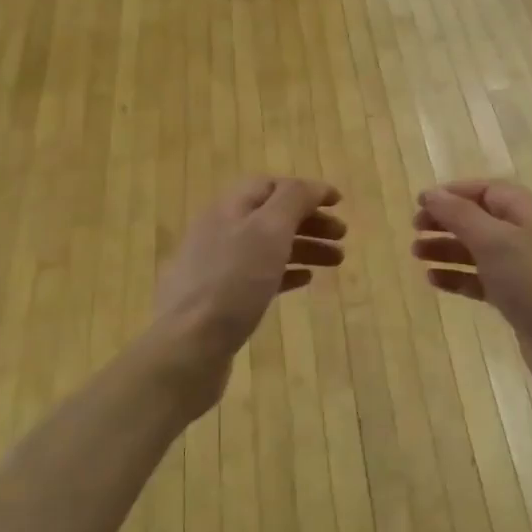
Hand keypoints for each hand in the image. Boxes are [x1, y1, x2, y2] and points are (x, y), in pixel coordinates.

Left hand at [154, 176, 344, 369]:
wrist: (188, 345)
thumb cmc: (233, 281)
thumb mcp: (268, 230)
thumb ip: (293, 200)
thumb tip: (314, 187)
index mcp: (229, 208)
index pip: (271, 186)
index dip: (306, 190)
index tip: (339, 203)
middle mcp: (220, 231)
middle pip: (271, 216)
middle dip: (309, 221)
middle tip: (343, 235)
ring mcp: (218, 267)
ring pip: (268, 247)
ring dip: (304, 247)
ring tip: (336, 260)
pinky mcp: (221, 299)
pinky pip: (259, 276)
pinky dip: (286, 272)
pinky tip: (305, 280)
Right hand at [412, 179, 531, 383]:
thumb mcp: (494, 241)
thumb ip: (460, 214)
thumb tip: (431, 194)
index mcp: (531, 212)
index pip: (488, 190)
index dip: (454, 193)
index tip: (420, 203)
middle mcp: (531, 234)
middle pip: (482, 218)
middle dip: (447, 221)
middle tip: (414, 228)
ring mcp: (526, 267)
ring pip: (480, 249)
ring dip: (448, 248)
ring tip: (416, 254)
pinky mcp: (519, 297)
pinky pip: (483, 278)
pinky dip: (459, 276)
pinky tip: (434, 280)